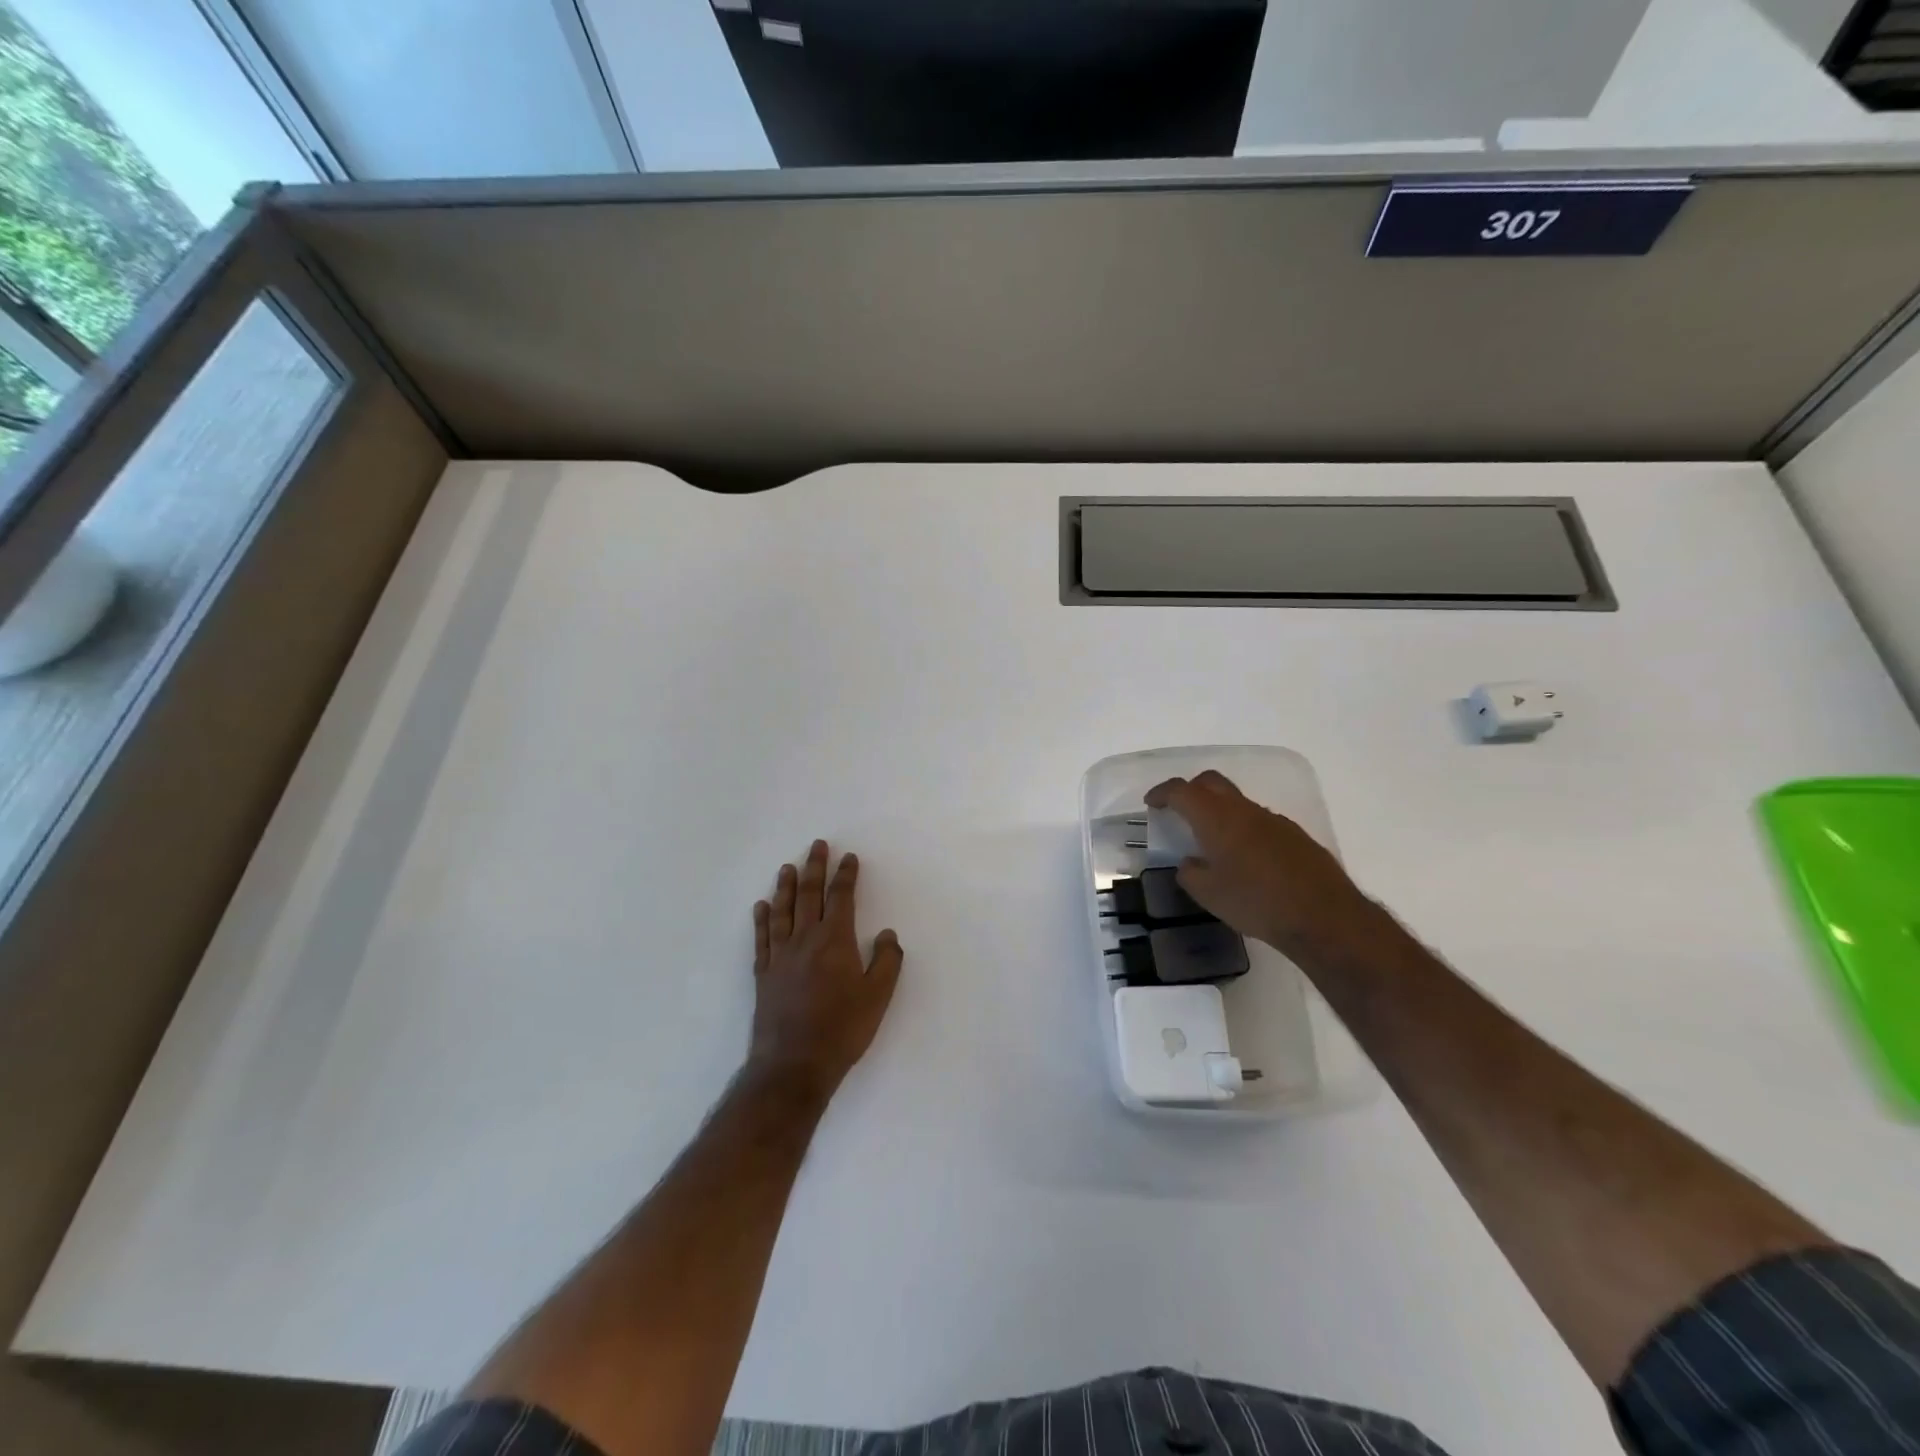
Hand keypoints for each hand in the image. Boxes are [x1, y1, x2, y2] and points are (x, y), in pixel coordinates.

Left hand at [749, 840, 903, 1102]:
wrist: (793, 1064)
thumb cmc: (842, 1029)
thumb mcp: (878, 997)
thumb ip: (887, 962)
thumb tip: (888, 935)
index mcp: (835, 941)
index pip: (841, 898)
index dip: (846, 876)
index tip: (849, 857)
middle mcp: (805, 939)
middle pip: (810, 895)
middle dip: (815, 868)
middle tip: (817, 846)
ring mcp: (780, 956)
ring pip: (783, 911)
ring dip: (786, 887)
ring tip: (788, 867)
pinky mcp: (763, 974)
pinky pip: (762, 938)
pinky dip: (761, 919)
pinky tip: (761, 906)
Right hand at [1144, 771, 1381, 958]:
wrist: (1323, 917)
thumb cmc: (1255, 902)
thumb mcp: (1208, 894)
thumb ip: (1190, 873)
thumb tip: (1190, 863)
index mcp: (1217, 818)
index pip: (1182, 791)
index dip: (1163, 793)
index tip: (1152, 803)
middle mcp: (1244, 810)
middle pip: (1212, 783)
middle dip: (1191, 790)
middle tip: (1179, 810)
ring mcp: (1274, 821)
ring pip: (1238, 803)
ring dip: (1220, 813)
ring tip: (1213, 843)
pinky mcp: (1295, 836)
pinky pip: (1260, 822)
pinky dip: (1244, 830)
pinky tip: (1247, 861)